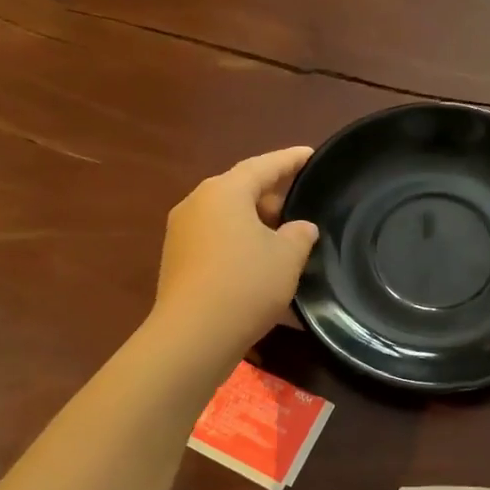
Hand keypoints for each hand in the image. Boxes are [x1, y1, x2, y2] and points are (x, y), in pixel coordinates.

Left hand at [152, 147, 318, 364]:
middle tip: (302, 205)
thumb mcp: (287, 257)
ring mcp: (182, 233)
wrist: (193, 335)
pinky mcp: (178, 261)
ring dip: (256, 225)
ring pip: (228, 218)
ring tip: (285, 238)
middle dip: (273, 197)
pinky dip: (240, 246)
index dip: (290, 160)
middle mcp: (197, 203)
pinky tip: (261, 265)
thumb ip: (300, 235)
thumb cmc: (246, 284)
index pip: (264, 165)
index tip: (311, 155)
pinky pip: (217, 242)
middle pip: (241, 190)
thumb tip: (300, 228)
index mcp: (224, 191)